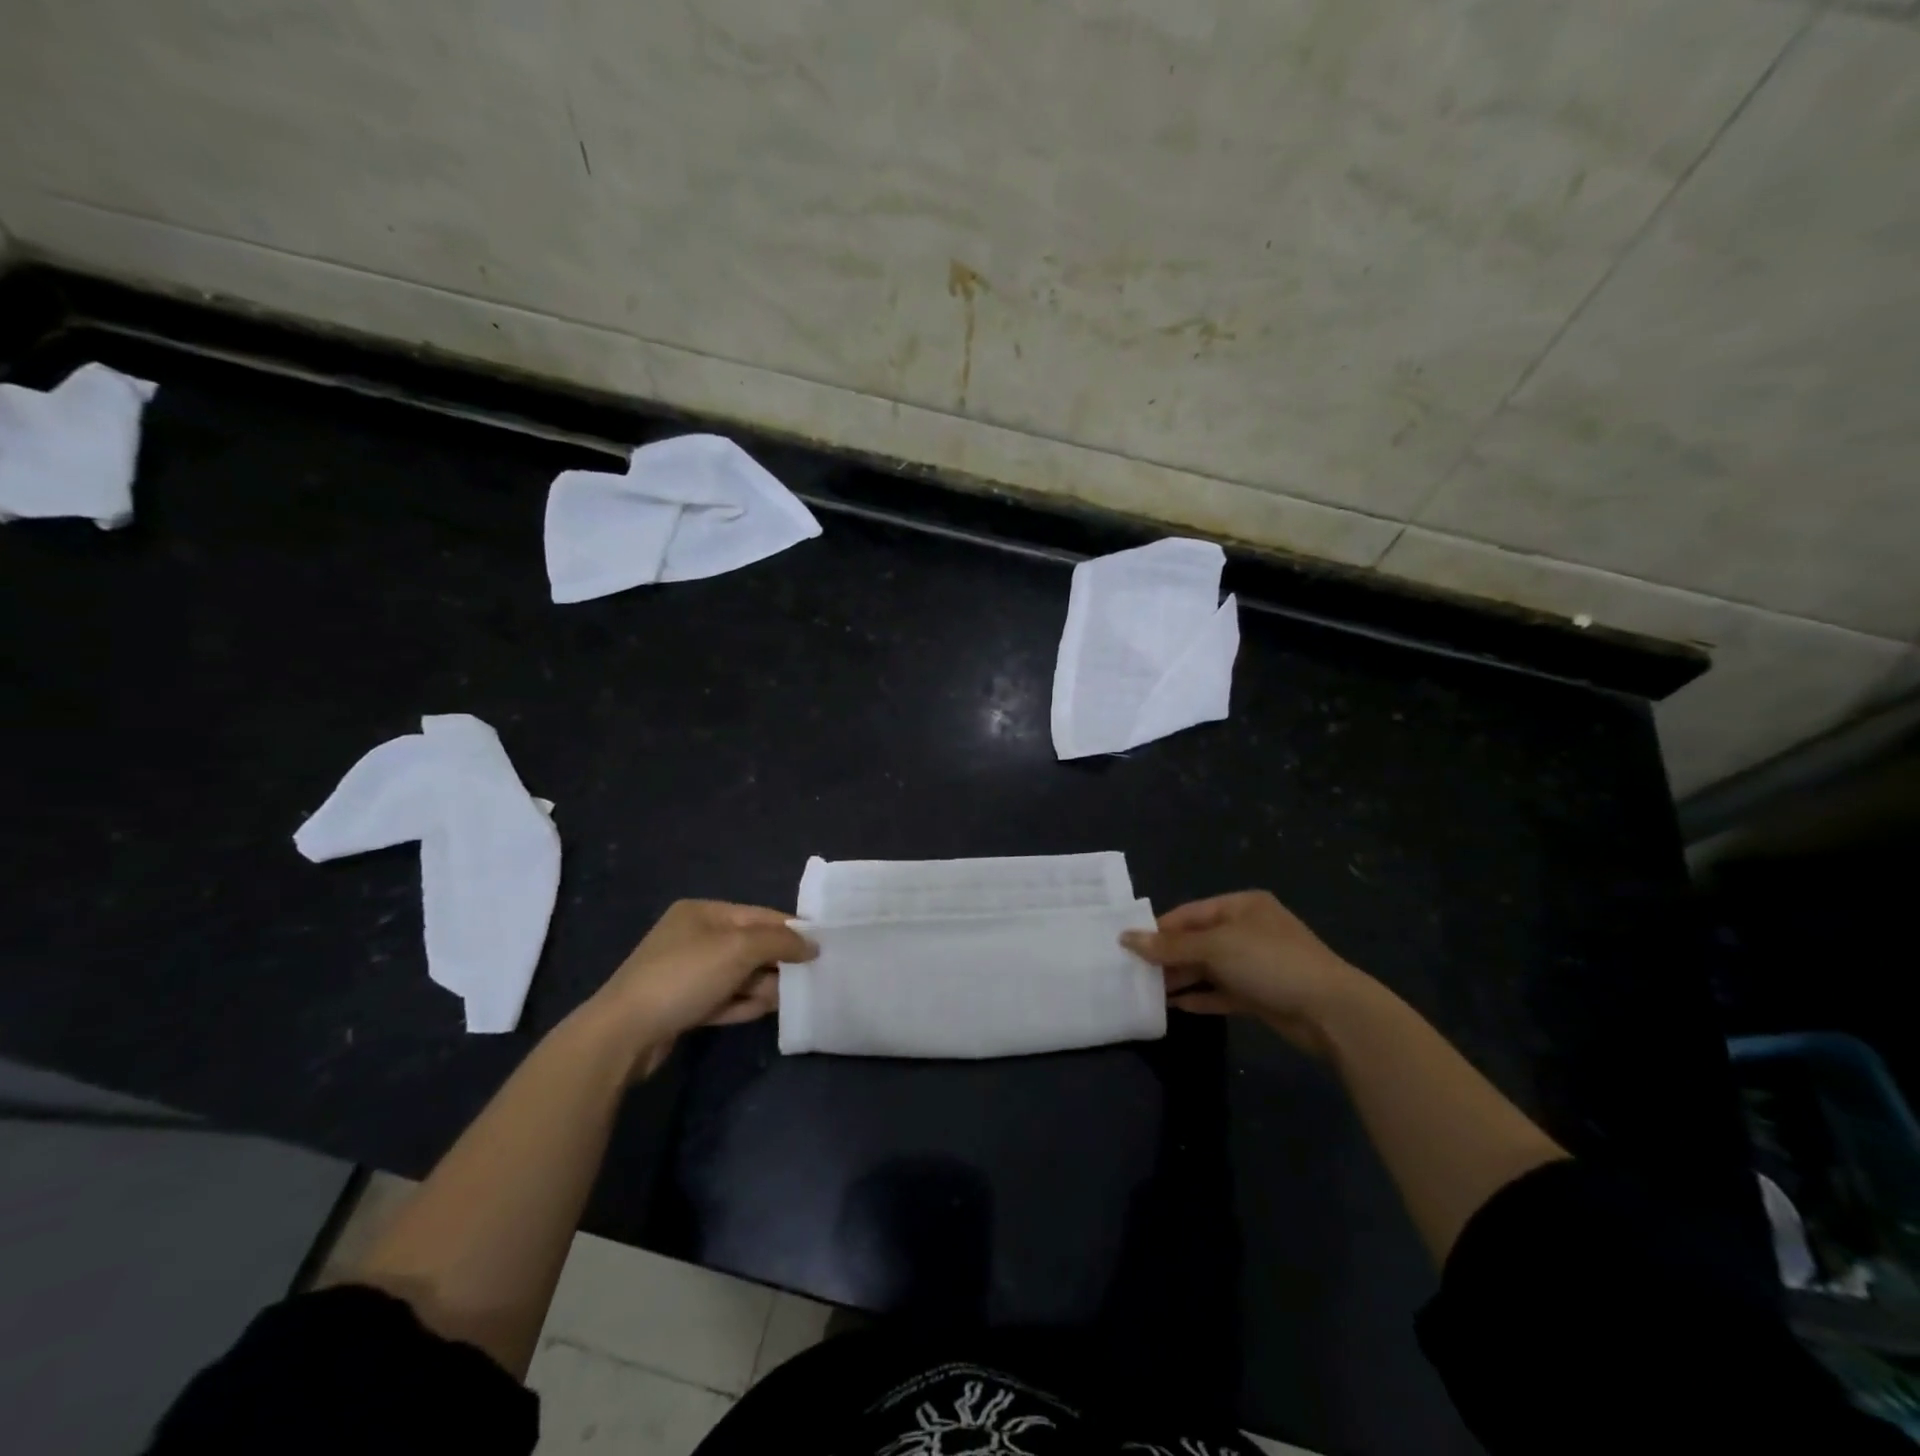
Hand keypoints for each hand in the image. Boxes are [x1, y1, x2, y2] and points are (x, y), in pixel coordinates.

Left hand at [587, 900, 814, 1068]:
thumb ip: (780, 941)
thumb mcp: (739, 949)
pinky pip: (724, 999)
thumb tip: (812, 944)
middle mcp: (694, 937)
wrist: (624, 1033)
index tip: (822, 947)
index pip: (759, 915)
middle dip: (778, 962)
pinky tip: (765, 1012)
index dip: (791, 929)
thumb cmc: (684, 976)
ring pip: (739, 975)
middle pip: (750, 945)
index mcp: (703, 913)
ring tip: (788, 1000)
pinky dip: (744, 1003)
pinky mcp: (683, 1006)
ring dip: (763, 986)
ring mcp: (686, 973)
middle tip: (809, 979)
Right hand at [1121, 891, 1368, 1054]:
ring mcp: (1256, 963)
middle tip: (1134, 972)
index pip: (1189, 913)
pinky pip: (1223, 991)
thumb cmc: (1270, 963)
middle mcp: (1248, 930)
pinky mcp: (1261, 994)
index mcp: (1241, 906)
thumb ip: (1170, 945)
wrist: (1331, 1011)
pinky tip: (1176, 1006)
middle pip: (1197, 940)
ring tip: (1148, 991)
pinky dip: (1201, 996)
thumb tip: (1126, 938)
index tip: (1128, 946)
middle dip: (1168, 955)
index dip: (1159, 929)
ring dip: (1181, 978)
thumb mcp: (1215, 948)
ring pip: (1209, 967)